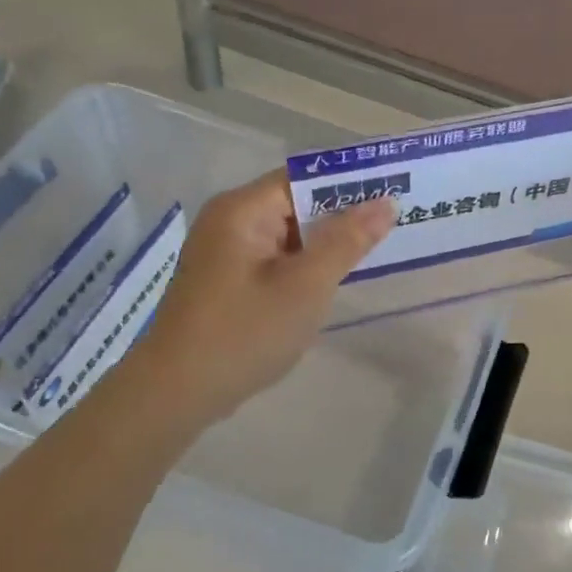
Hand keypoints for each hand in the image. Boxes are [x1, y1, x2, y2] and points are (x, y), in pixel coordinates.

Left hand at [138, 171, 393, 422]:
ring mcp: (224, 252)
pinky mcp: (225, 280)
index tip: (394, 190)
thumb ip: (346, 241)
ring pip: (287, 234)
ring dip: (324, 242)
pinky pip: (274, 258)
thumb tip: (385, 202)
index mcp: (242, 210)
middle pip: (295, 203)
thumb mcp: (306, 286)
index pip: (304, 177)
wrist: (176, 393)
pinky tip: (331, 280)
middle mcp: (229, 221)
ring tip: (374, 249)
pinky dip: (303, 264)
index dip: (349, 182)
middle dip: (342, 214)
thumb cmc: (244, 333)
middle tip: (395, 223)